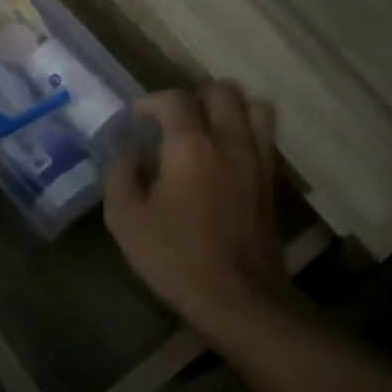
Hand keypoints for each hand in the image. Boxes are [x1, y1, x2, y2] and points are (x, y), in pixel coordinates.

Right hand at [105, 84, 284, 327]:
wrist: (239, 299)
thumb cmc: (175, 258)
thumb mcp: (126, 219)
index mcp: (190, 147)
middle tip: (172, 120)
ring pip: (254, 106)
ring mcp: (257, 160)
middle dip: (193, 97)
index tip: (136, 119)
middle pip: (222, 91)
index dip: (151, 101)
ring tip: (206, 127)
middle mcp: (229, 142)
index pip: (175, 99)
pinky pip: (265, 135)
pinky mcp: (271, 180)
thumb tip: (126, 149)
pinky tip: (226, 153)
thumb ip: (120, 174)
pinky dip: (247, 129)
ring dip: (228, 107)